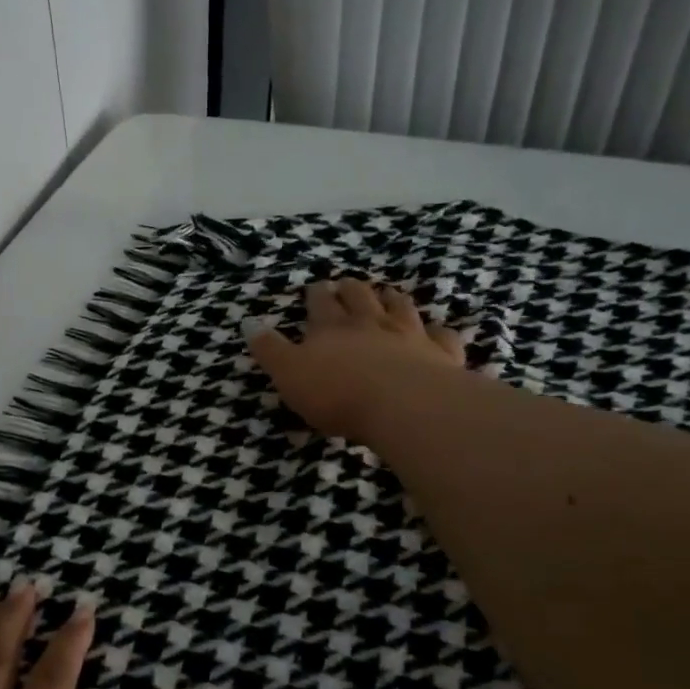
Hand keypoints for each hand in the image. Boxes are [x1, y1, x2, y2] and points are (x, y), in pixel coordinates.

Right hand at [246, 279, 463, 445]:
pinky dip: (437, 331)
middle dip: (351, 289)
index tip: (315, 287)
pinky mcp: (440, 354)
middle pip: (360, 297)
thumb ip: (270, 350)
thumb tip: (248, 323)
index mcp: (330, 328)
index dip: (316, 295)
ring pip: (400, 308)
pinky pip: (441, 336)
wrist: (403, 405)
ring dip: (391, 299)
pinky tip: (436, 331)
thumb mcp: (289, 374)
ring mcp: (409, 335)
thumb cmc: (337, 393)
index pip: (320, 303)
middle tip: (347, 283)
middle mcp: (370, 324)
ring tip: (387, 294)